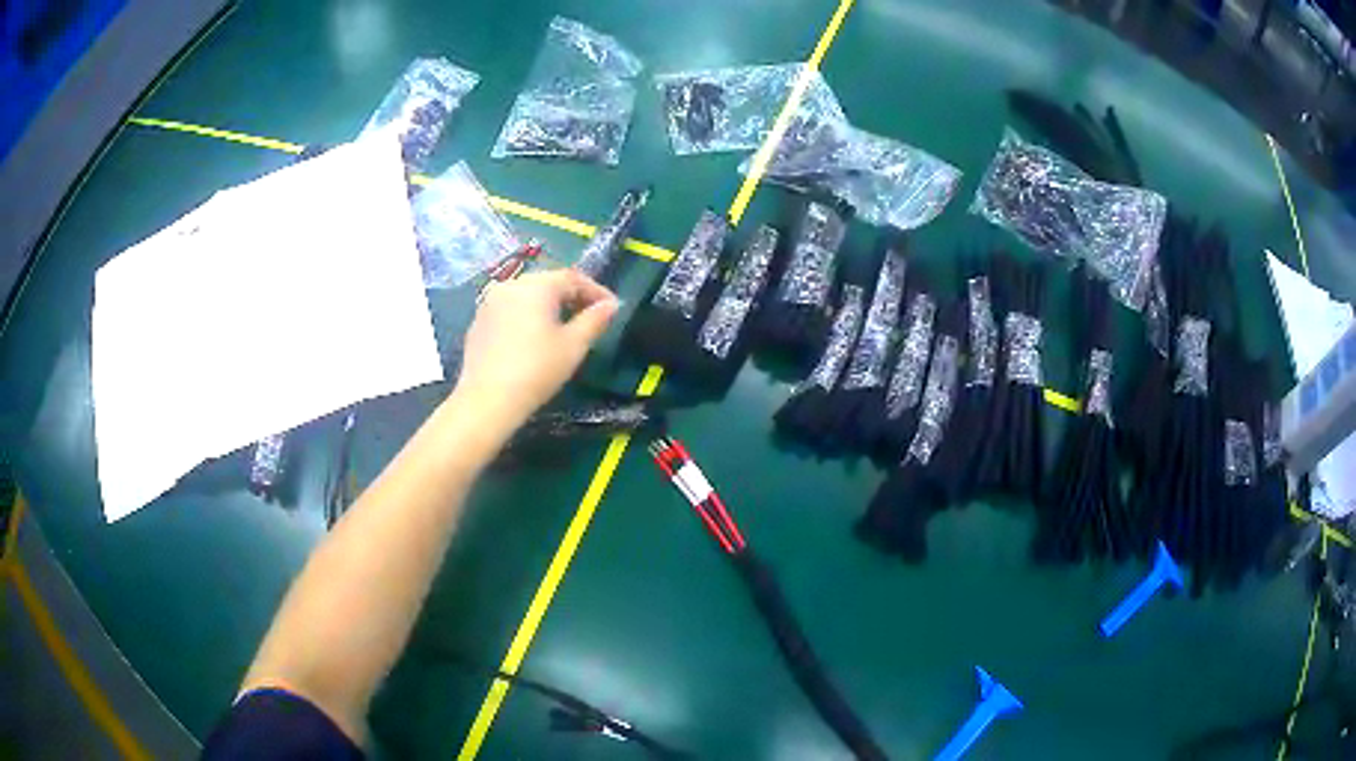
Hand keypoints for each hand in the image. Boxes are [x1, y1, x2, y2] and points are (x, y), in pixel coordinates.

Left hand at [454, 268, 618, 431]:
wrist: (487, 399)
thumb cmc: (537, 370)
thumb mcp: (573, 346)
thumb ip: (594, 320)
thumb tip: (610, 305)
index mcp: (537, 286)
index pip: (573, 278)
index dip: (595, 290)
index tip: (612, 307)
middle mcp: (511, 284)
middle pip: (548, 282)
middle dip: (571, 295)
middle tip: (590, 315)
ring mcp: (490, 302)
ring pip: (527, 294)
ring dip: (548, 304)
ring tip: (563, 325)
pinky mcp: (478, 321)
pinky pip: (510, 309)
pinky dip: (526, 315)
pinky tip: (533, 336)